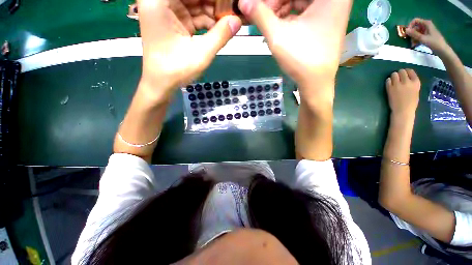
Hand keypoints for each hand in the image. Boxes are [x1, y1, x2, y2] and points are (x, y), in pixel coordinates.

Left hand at [137, 0, 240, 99]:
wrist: (161, 84)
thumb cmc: (176, 70)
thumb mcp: (201, 53)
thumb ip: (220, 36)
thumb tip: (237, 21)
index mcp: (160, 1)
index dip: (215, 0)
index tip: (231, 4)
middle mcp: (160, 1)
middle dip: (215, 5)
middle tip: (233, 11)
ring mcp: (167, 11)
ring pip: (196, 4)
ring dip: (214, 13)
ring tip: (230, 20)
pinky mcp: (174, 22)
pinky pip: (195, 16)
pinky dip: (208, 22)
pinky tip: (221, 28)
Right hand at [238, 0, 351, 96]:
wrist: (316, 82)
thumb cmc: (301, 58)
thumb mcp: (278, 35)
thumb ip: (260, 15)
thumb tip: (243, 2)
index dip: (272, 0)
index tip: (258, 8)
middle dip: (276, 4)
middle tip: (262, 16)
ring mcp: (331, 9)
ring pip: (300, 1)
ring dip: (281, 10)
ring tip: (270, 25)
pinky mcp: (326, 21)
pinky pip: (304, 11)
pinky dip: (289, 17)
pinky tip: (280, 28)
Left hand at [386, 69, 420, 118]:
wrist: (403, 110)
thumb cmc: (411, 102)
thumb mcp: (416, 90)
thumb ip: (412, 83)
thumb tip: (406, 76)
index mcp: (416, 82)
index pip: (410, 71)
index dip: (406, 71)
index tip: (404, 74)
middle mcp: (407, 82)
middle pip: (401, 71)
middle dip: (399, 73)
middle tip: (398, 77)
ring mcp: (398, 85)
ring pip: (394, 74)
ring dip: (393, 76)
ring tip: (394, 80)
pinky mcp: (390, 88)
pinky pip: (388, 80)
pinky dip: (388, 81)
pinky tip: (390, 84)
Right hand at [406, 18, 448, 53]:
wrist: (442, 50)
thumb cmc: (434, 43)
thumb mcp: (423, 38)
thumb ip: (414, 34)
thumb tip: (406, 30)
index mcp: (426, 23)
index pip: (415, 21)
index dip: (410, 26)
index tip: (408, 33)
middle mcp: (426, 25)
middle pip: (415, 27)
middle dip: (412, 34)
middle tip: (410, 41)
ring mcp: (427, 31)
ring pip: (417, 32)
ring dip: (413, 38)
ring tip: (413, 44)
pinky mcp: (427, 36)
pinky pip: (419, 36)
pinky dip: (416, 40)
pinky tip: (416, 45)